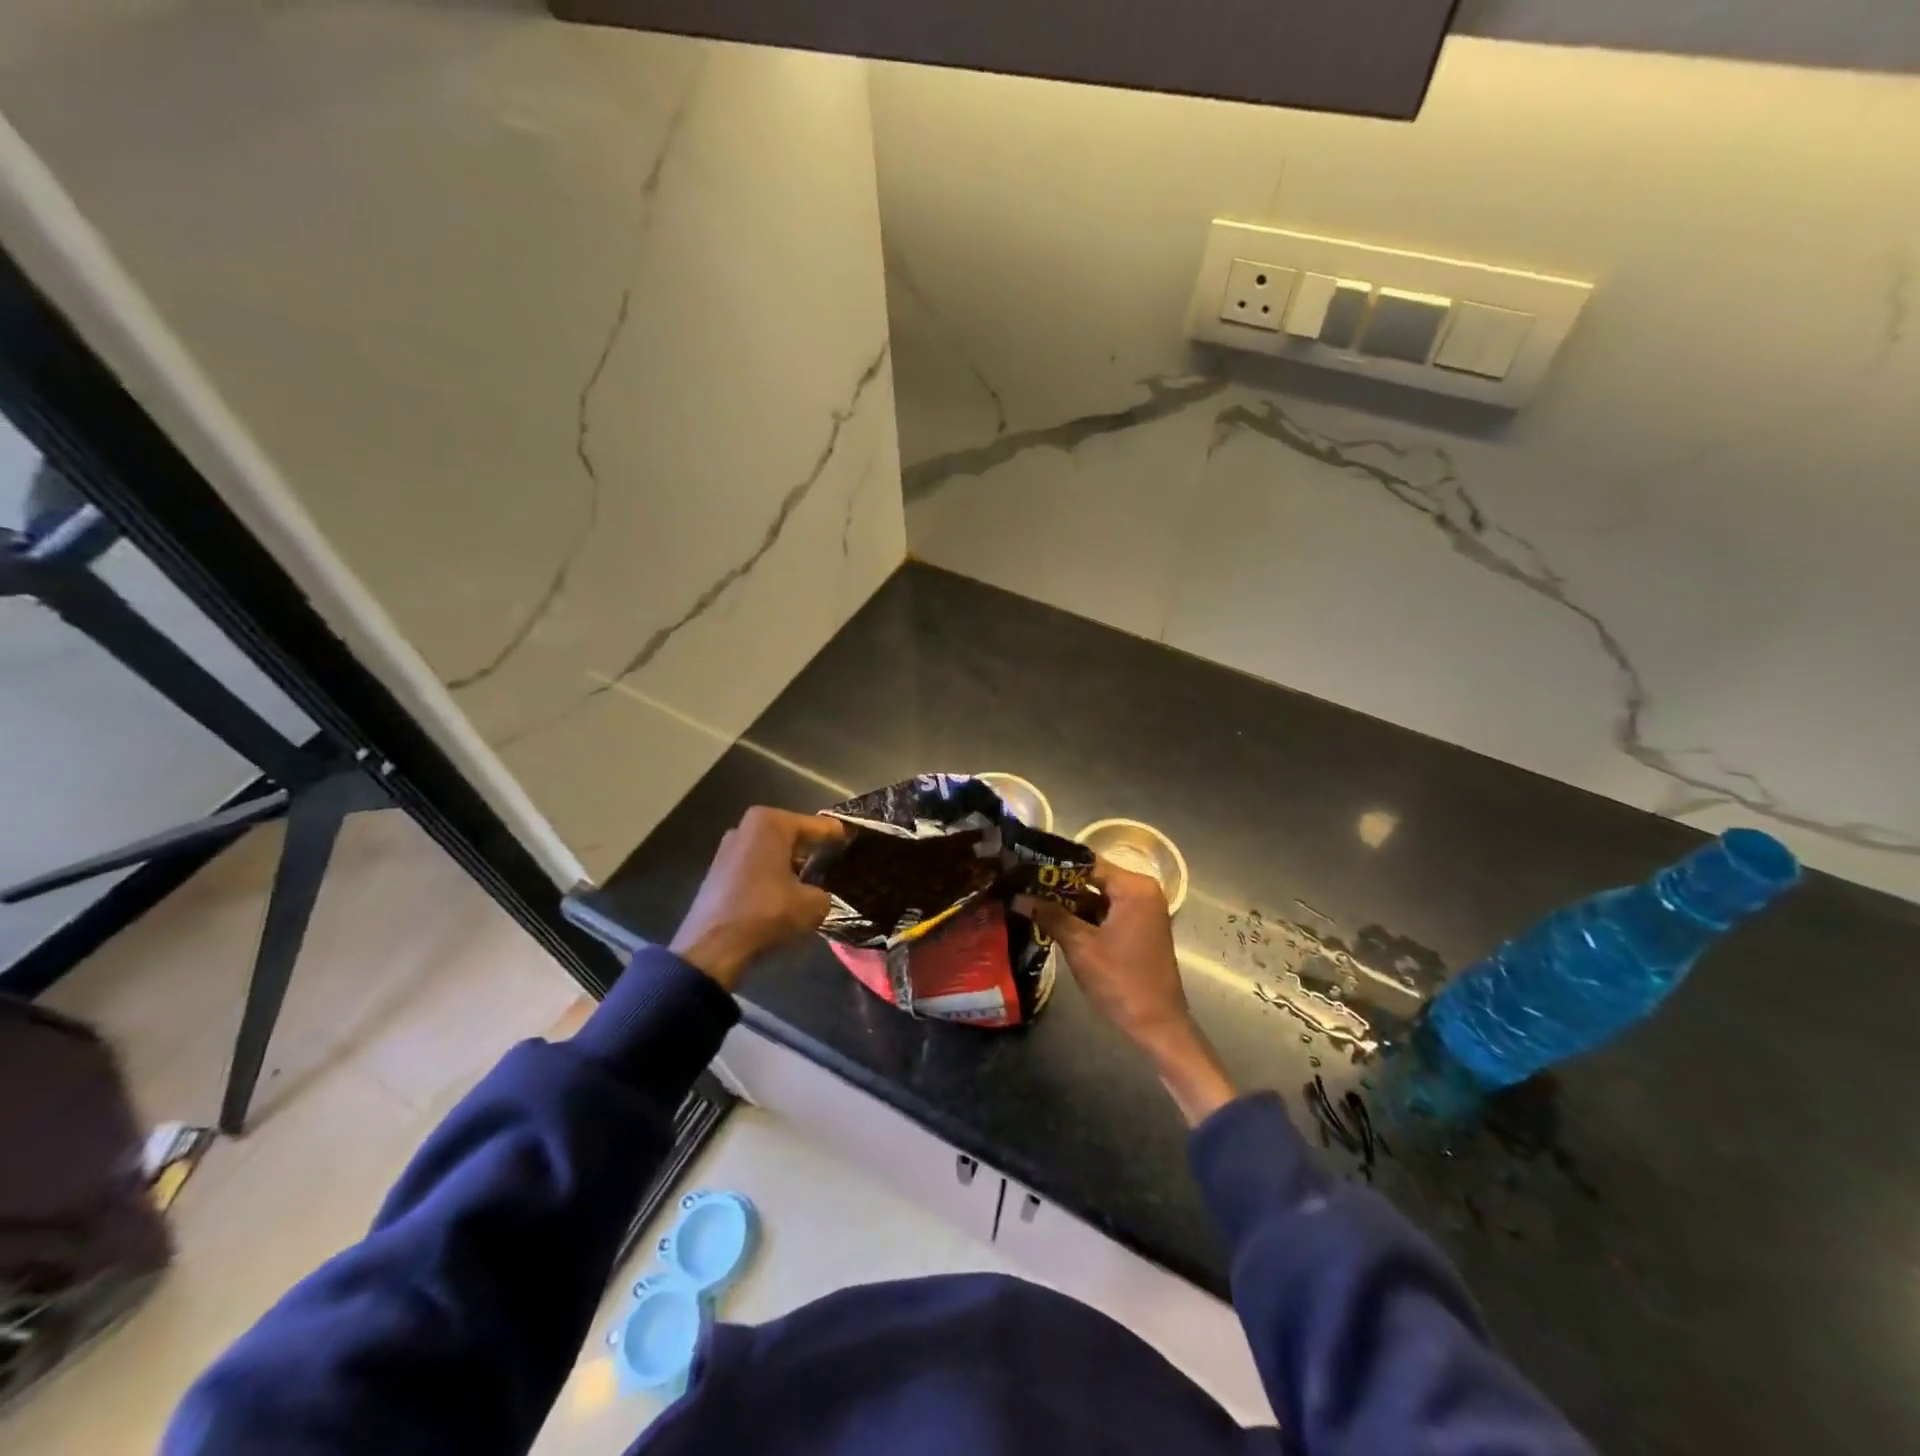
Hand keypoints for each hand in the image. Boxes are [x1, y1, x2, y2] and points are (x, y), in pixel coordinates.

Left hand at [670, 807, 845, 988]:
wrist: (711, 947)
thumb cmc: (766, 912)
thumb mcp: (812, 905)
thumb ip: (824, 893)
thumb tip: (820, 895)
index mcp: (771, 823)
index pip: (817, 826)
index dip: (838, 836)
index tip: (854, 842)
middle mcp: (746, 827)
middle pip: (791, 836)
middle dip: (811, 850)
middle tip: (834, 864)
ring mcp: (728, 849)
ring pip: (772, 852)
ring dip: (789, 865)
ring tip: (811, 882)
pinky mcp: (717, 872)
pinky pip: (755, 867)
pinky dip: (771, 876)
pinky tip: (784, 895)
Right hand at [1028, 863, 1237, 1126]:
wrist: (1157, 1025)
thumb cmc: (1121, 980)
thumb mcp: (1081, 946)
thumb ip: (1050, 915)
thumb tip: (1018, 897)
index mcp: (1134, 887)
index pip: (1087, 862)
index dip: (1054, 864)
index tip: (1023, 863)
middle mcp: (1141, 891)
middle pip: (1092, 877)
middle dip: (1057, 884)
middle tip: (1021, 882)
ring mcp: (1141, 910)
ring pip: (1096, 896)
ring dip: (1067, 900)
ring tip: (1029, 897)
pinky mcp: (1136, 928)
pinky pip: (1104, 911)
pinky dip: (1081, 915)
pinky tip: (1051, 918)